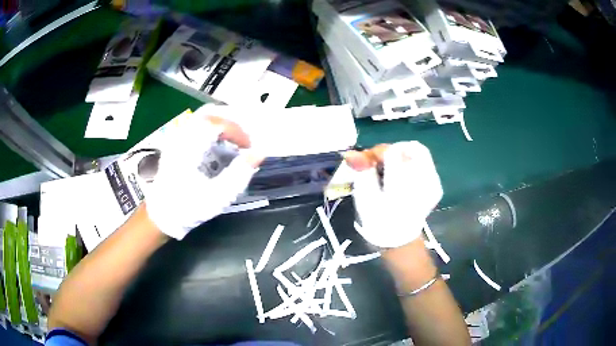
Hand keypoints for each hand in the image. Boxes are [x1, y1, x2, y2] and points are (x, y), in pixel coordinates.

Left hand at [145, 106, 263, 239]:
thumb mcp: (217, 197)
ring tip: (235, 139)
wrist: (162, 215)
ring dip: (223, 124)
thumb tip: (259, 154)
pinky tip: (220, 143)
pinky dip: (213, 128)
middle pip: (209, 113)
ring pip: (203, 116)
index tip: (248, 147)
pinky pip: (197, 124)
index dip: (237, 131)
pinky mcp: (176, 142)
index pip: (216, 123)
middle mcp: (180, 136)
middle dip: (231, 122)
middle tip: (244, 137)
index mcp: (188, 147)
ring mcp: (176, 137)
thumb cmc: (188, 208)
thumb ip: (239, 174)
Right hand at [344, 141, 442, 247]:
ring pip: (419, 152)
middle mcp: (423, 183)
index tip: (369, 162)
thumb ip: (361, 172)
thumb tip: (351, 154)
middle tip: (381, 163)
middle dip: (391, 151)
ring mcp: (433, 184)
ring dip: (402, 155)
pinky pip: (426, 162)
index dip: (377, 153)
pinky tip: (404, 175)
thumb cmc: (378, 219)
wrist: (399, 238)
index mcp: (402, 188)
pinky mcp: (437, 185)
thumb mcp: (364, 198)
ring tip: (392, 169)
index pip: (392, 152)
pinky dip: (412, 162)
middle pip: (408, 148)